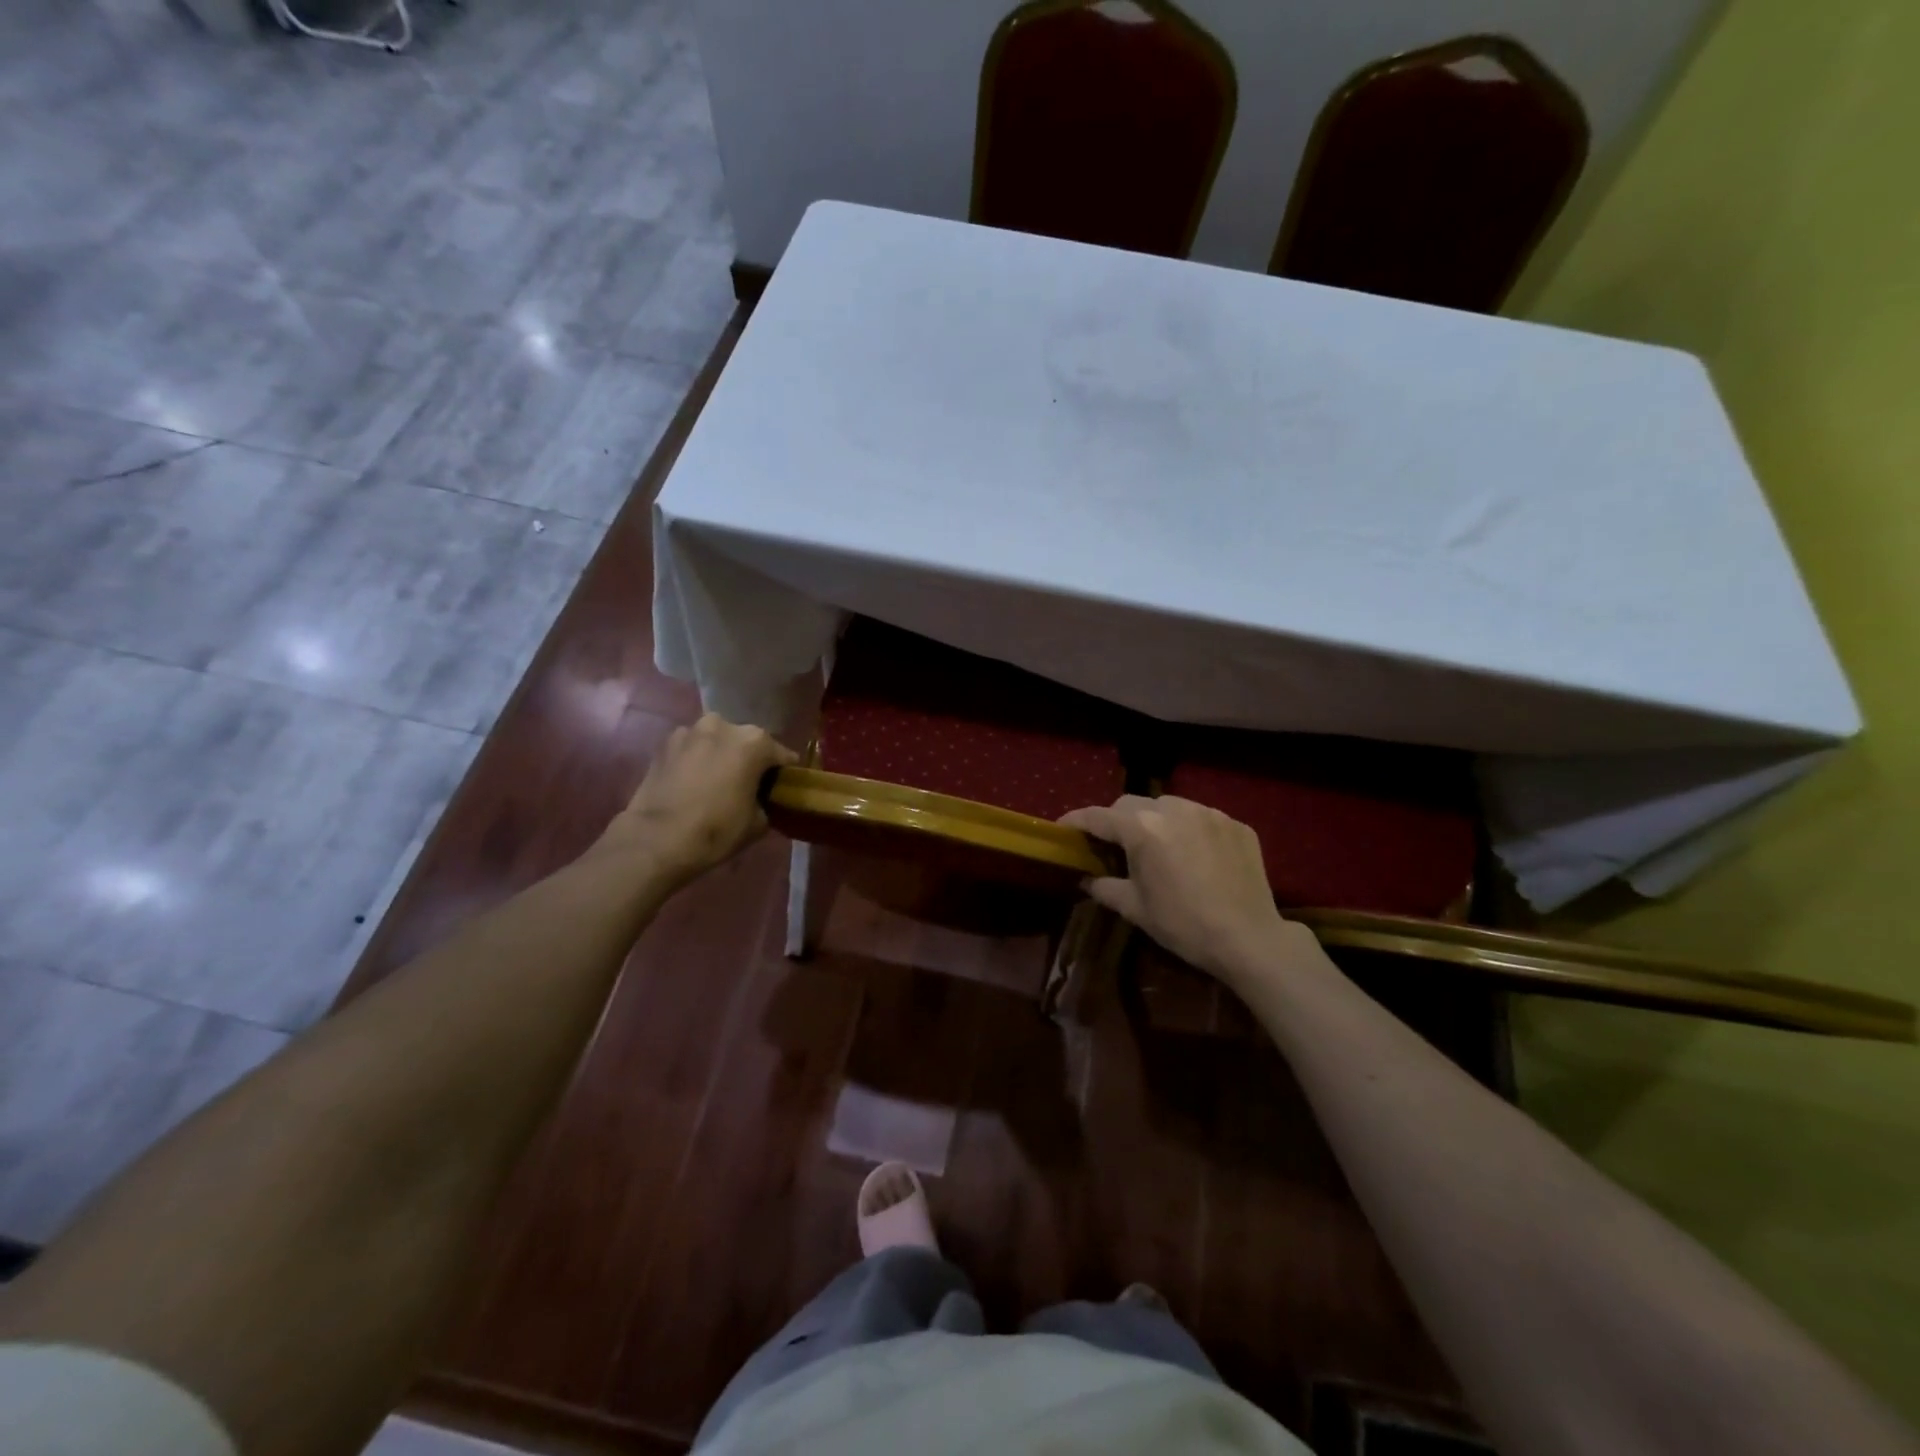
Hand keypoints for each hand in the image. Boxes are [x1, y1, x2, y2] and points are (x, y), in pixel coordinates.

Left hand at [593, 714, 796, 888]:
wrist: (656, 840)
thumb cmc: (716, 830)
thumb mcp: (758, 823)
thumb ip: (765, 801)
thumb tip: (760, 799)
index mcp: (754, 742)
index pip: (782, 755)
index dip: (783, 773)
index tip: (781, 788)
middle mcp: (723, 726)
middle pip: (747, 741)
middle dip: (750, 759)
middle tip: (747, 785)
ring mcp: (690, 731)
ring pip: (716, 741)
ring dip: (720, 755)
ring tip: (717, 781)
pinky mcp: (664, 744)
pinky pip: (691, 749)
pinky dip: (696, 760)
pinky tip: (692, 782)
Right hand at [1059, 795, 1310, 983]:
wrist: (1249, 939)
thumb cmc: (1184, 925)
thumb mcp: (1136, 909)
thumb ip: (1104, 887)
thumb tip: (1086, 880)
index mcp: (1142, 829)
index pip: (1098, 816)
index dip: (1076, 821)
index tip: (1063, 828)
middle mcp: (1174, 809)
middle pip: (1132, 804)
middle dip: (1116, 820)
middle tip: (1112, 844)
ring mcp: (1209, 813)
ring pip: (1168, 805)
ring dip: (1155, 820)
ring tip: (1157, 847)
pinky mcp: (1235, 824)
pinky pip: (1202, 818)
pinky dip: (1189, 830)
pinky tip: (1194, 855)